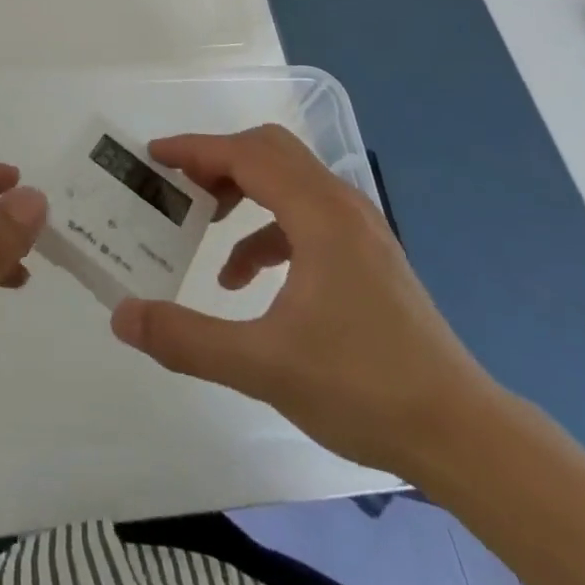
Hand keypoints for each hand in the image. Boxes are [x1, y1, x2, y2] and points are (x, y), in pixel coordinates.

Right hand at [110, 126, 498, 478]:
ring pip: (288, 179)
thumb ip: (186, 339)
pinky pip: (305, 215)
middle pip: (269, 151)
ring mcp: (360, 229)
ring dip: (241, 190)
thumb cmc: (362, 388)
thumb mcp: (262, 366)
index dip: (195, 149)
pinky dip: (266, 229)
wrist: (462, 435)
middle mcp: (341, 206)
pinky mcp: (367, 255)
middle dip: (217, 161)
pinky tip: (245, 278)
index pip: (246, 155)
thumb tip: (122, 316)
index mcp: (319, 214)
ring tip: (204, 225)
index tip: (153, 156)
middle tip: (177, 184)